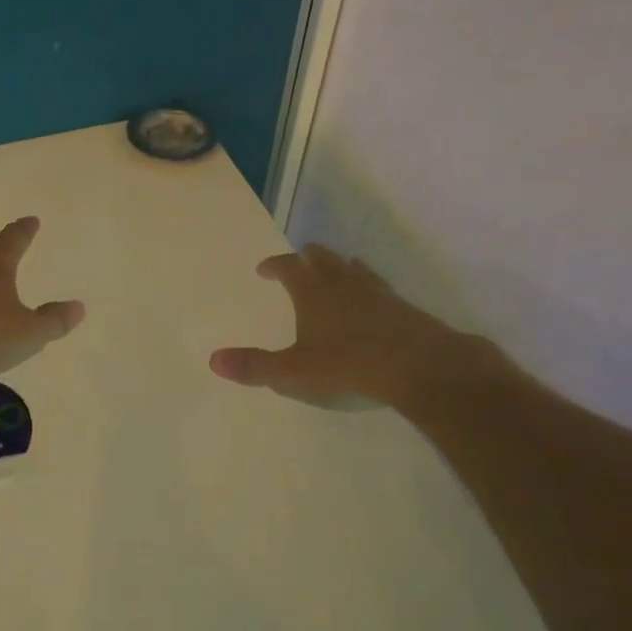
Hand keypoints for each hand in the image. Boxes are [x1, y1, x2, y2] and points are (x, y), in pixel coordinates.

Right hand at [210, 245, 490, 409]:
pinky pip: (381, 289)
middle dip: (309, 257)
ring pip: (356, 269)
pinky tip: (374, 302)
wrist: (418, 367)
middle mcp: (344, 283)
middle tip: (301, 258)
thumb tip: (213, 360)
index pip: (289, 267)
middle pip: (324, 258)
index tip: (265, 268)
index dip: (275, 265)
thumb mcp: (292, 373)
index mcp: (313, 292)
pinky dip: (370, 288)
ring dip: (342, 267)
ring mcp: (378, 293)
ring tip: (338, 270)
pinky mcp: (405, 309)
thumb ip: (254, 366)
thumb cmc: (347, 366)